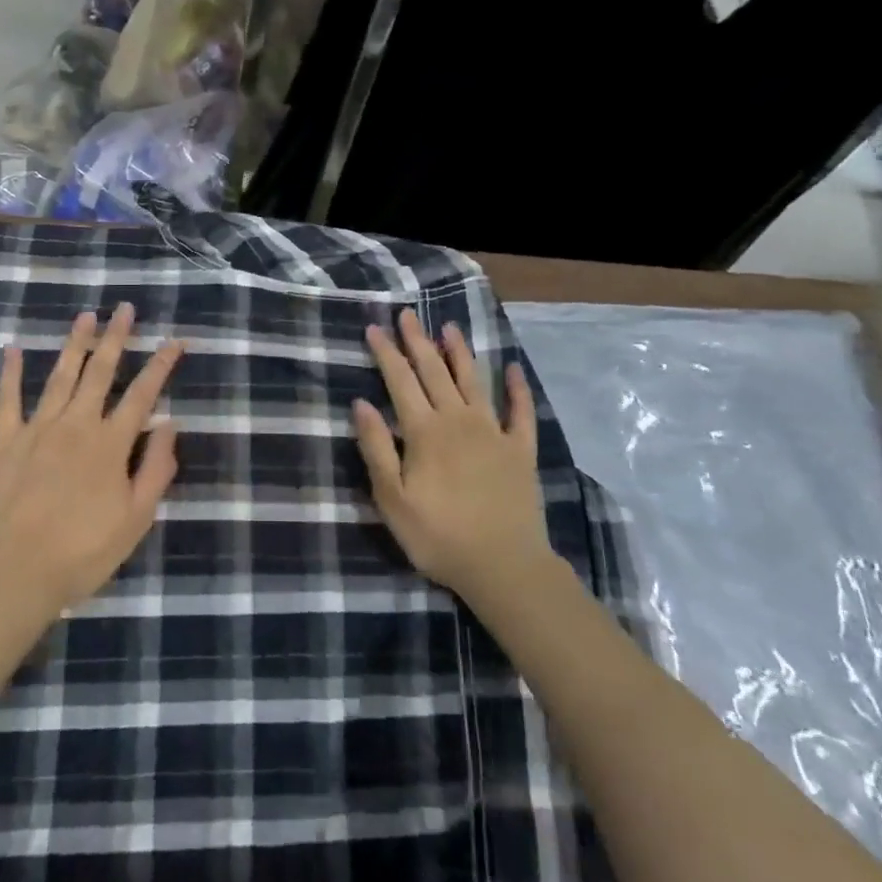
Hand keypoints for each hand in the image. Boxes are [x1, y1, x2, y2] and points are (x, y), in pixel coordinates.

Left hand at [0, 303, 184, 614]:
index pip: (142, 394)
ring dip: (75, 343)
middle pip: (100, 372)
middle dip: (116, 338)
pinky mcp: (5, 441)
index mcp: (111, 444)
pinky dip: (10, 373)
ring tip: (86, 316)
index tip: (175, 340)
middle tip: (124, 308)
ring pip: (60, 376)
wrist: (16, 572)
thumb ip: (156, 469)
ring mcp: (38, 429)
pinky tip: (12, 348)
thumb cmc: (84, 551)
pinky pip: (7, 400)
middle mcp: (77, 425)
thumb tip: (170, 424)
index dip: (161, 365)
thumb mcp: (136, 519)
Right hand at [352, 308, 553, 602]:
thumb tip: (361, 403)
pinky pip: (520, 412)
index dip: (386, 353)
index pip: (400, 381)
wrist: (504, 567)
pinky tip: (513, 369)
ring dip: (460, 353)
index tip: (375, 328)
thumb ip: (377, 448)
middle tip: (407, 315)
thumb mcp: (392, 499)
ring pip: (473, 381)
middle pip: (434, 372)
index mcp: (425, 431)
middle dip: (418, 341)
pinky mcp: (520, 450)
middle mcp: (458, 420)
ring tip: (449, 328)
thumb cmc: (439, 536)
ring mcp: (493, 432)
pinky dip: (517, 388)